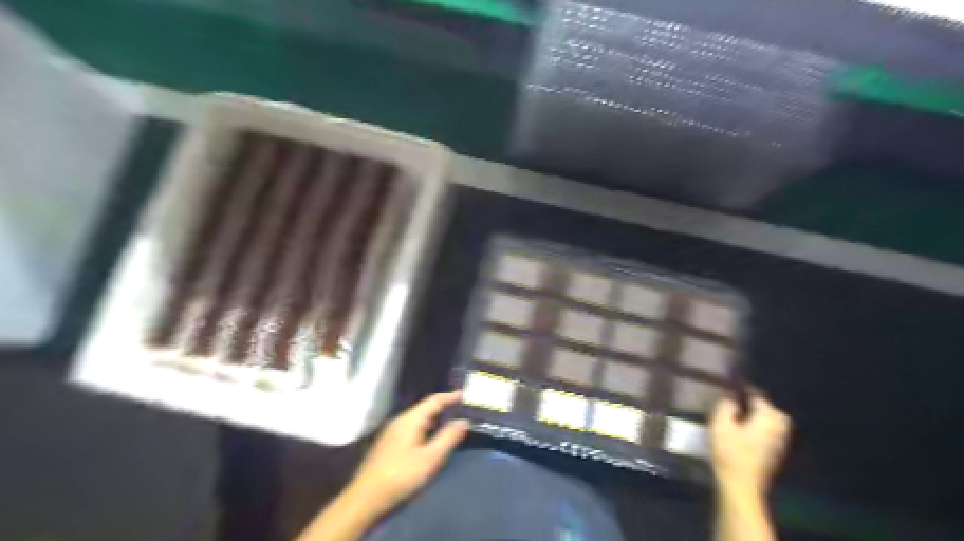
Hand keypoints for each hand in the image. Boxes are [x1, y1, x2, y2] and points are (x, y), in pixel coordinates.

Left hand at [345, 392, 469, 517]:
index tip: (464, 394)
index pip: (433, 401)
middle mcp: (399, 421)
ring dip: (434, 418)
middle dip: (443, 407)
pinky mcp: (388, 445)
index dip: (450, 397)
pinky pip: (412, 428)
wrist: (365, 499)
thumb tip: (464, 421)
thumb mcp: (430, 459)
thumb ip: (448, 438)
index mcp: (410, 420)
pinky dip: (426, 428)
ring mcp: (391, 433)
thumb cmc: (400, 476)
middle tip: (461, 408)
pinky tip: (431, 438)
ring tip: (450, 421)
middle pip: (425, 408)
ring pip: (418, 419)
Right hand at [705, 394, 789, 493]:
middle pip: (774, 411)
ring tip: (743, 416)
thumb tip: (732, 400)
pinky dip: (762, 430)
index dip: (746, 391)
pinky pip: (771, 435)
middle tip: (743, 402)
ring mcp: (778, 444)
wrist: (740, 484)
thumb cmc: (729, 451)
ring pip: (774, 424)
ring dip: (762, 418)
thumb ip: (726, 407)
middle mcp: (778, 429)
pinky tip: (746, 432)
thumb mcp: (720, 424)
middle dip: (761, 405)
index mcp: (767, 419)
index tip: (734, 387)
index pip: (759, 398)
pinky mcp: (774, 455)